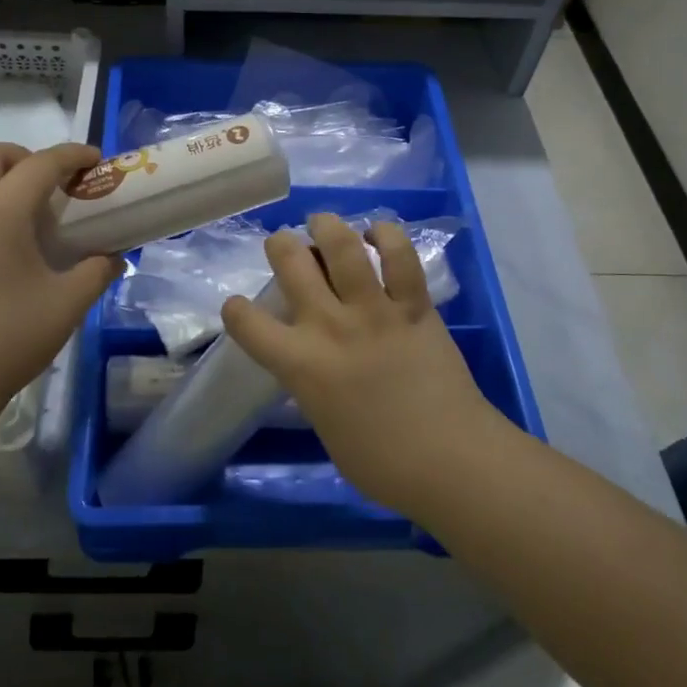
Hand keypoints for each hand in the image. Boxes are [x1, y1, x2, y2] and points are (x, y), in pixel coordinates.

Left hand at [0, 142, 119, 438]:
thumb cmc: (7, 340)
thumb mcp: (67, 305)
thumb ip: (97, 272)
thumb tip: (114, 256)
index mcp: (1, 213)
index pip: (41, 165)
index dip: (72, 156)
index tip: (92, 160)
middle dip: (23, 158)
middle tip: (45, 184)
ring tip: (0, 197)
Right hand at [221, 213, 503, 514]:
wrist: (450, 461)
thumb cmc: (380, 463)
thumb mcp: (324, 423)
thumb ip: (310, 384)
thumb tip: (312, 364)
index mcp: (300, 365)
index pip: (247, 323)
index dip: (235, 310)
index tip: (238, 307)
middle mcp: (330, 326)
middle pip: (291, 262)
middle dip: (281, 244)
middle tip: (285, 244)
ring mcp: (374, 311)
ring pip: (342, 246)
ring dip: (327, 226)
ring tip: (323, 223)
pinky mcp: (414, 306)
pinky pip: (401, 258)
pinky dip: (388, 236)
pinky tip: (378, 234)